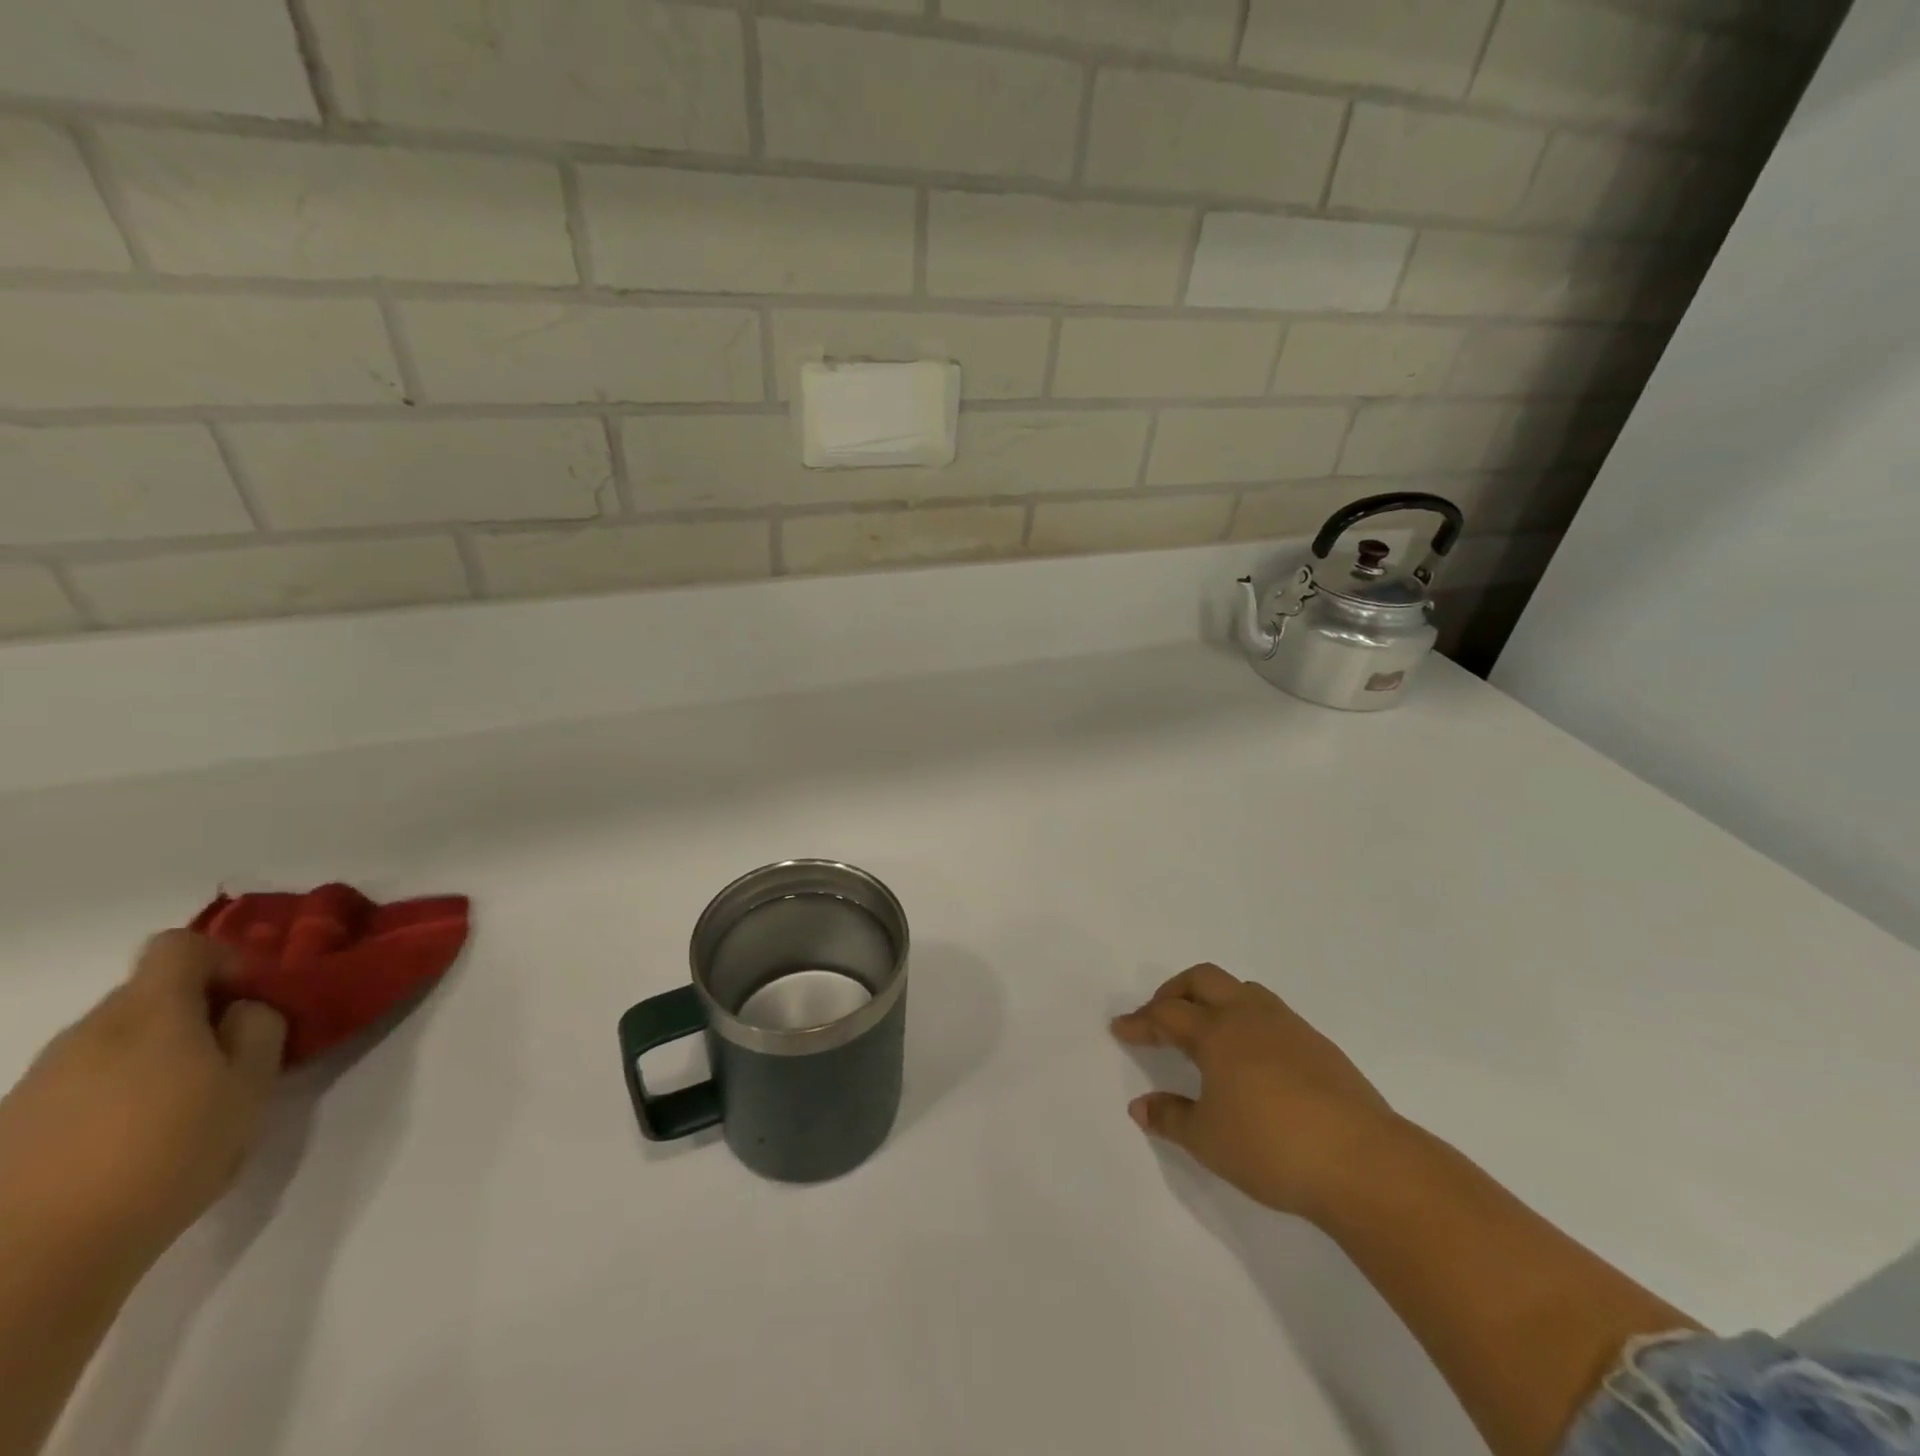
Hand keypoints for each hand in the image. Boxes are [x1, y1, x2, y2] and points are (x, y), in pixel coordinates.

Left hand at [0, 932, 286, 1266]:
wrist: (32, 1261)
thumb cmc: (168, 1155)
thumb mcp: (251, 1087)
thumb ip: (260, 1031)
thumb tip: (244, 1010)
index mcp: (150, 1013)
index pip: (180, 946)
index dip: (223, 960)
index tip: (249, 1001)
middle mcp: (89, 1031)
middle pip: (149, 994)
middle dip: (195, 1014)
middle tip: (230, 1060)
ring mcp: (41, 1079)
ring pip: (116, 1040)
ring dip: (157, 1056)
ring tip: (184, 1109)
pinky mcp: (16, 1123)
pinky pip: (83, 1082)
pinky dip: (117, 1094)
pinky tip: (133, 1144)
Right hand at [1112, 962, 1403, 1221]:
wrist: (1363, 1162)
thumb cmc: (1271, 1147)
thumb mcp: (1208, 1140)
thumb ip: (1170, 1117)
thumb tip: (1139, 1106)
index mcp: (1217, 1032)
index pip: (1167, 1014)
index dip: (1141, 1021)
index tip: (1121, 1028)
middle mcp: (1250, 1016)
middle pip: (1204, 979)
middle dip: (1175, 991)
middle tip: (1159, 1016)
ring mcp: (1289, 1027)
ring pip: (1243, 990)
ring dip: (1215, 999)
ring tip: (1206, 1030)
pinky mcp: (1320, 1046)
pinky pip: (1272, 1014)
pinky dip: (1248, 1020)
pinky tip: (1252, 1057)